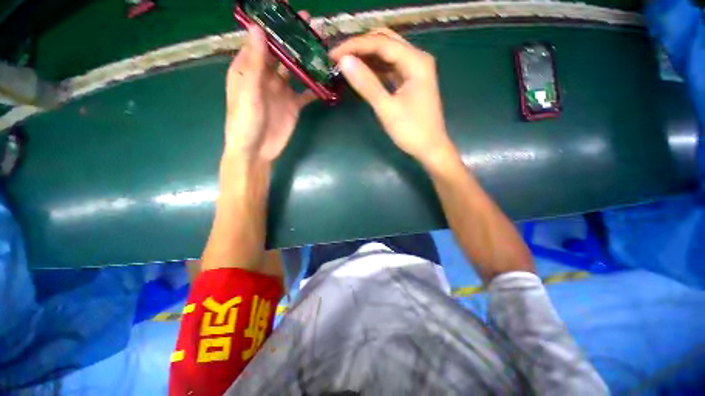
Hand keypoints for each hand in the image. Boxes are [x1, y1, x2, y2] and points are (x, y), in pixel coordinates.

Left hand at [224, 16, 315, 162]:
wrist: (257, 151)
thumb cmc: (245, 122)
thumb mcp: (248, 92)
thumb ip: (254, 64)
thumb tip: (259, 29)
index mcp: (249, 68)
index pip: (261, 40)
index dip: (272, 25)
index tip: (287, 10)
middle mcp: (266, 76)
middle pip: (281, 53)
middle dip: (294, 39)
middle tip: (311, 23)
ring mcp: (282, 91)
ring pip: (295, 70)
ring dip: (306, 60)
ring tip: (321, 47)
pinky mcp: (293, 105)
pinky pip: (305, 93)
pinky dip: (314, 87)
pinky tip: (326, 79)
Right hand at [330, 29, 455, 166]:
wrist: (430, 149)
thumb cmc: (411, 131)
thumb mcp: (387, 109)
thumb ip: (367, 84)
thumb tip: (344, 61)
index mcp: (416, 61)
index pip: (381, 43)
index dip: (355, 46)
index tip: (333, 54)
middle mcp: (417, 59)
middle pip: (385, 42)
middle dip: (360, 47)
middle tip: (338, 57)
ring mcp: (414, 71)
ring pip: (387, 54)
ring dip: (366, 57)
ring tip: (345, 64)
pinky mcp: (410, 82)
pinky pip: (390, 69)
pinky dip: (375, 69)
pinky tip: (361, 73)